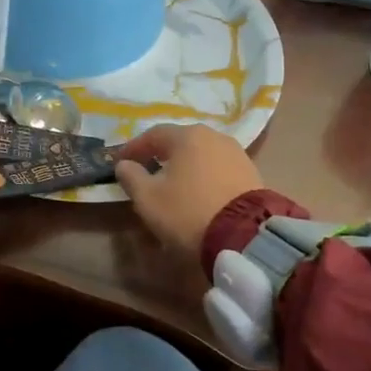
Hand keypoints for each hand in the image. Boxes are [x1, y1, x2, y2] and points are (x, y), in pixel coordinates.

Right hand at [115, 123, 265, 257]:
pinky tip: (197, 190)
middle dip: (160, 154)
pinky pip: (217, 168)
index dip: (134, 148)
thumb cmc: (188, 212)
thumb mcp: (148, 198)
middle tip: (146, 169)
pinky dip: (203, 175)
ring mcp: (236, 153)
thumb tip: (124, 165)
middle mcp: (213, 136)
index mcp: (187, 136)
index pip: (153, 135)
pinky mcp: (250, 172)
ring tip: (172, 182)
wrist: (244, 235)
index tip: (120, 162)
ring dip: (184, 165)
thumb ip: (131, 177)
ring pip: (201, 154)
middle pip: (180, 141)